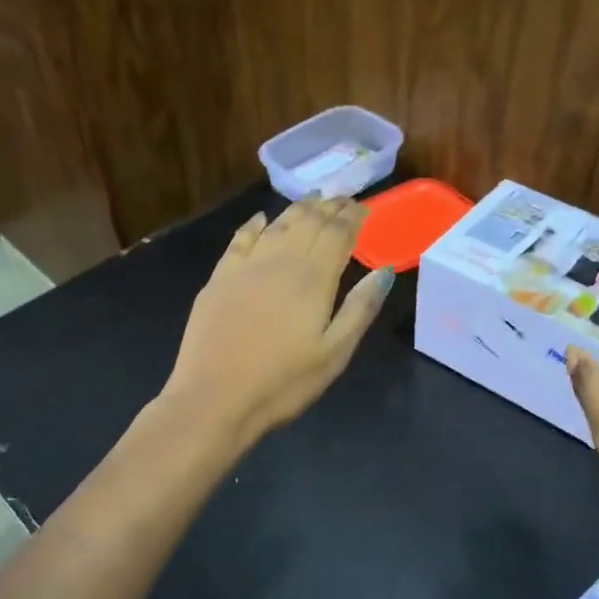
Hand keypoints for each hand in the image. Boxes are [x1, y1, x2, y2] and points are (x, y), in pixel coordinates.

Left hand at [161, 195, 393, 442]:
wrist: (214, 399)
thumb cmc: (283, 383)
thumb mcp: (334, 354)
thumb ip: (360, 309)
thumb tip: (384, 270)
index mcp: (312, 280)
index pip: (337, 234)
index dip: (352, 217)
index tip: (363, 207)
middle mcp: (279, 262)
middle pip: (307, 223)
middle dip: (327, 207)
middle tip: (341, 198)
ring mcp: (244, 268)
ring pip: (275, 226)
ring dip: (296, 209)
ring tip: (311, 200)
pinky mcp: (218, 281)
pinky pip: (239, 240)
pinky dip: (253, 225)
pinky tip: (260, 219)